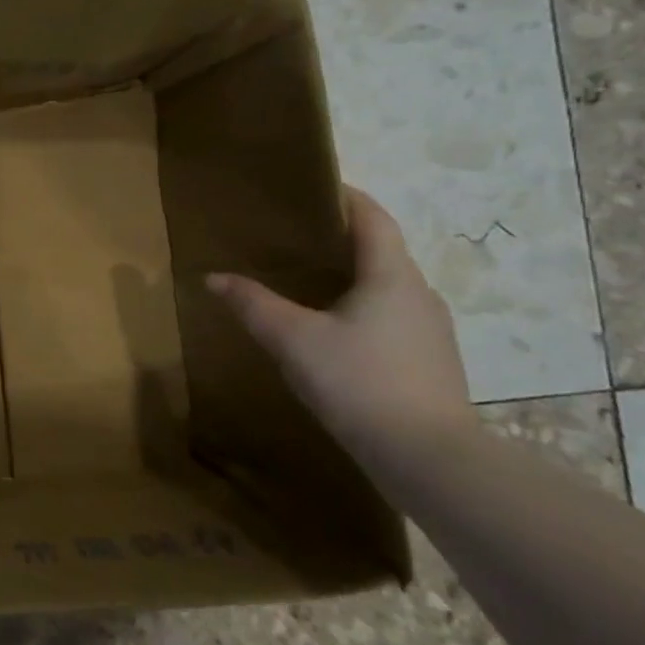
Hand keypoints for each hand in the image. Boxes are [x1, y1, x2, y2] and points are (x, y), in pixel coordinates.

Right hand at [206, 187, 472, 445]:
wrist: (429, 458)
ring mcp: (430, 330)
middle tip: (295, 235)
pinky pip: (391, 316)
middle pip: (382, 250)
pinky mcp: (429, 361)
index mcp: (392, 276)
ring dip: (352, 275)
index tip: (314, 186)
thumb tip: (214, 277)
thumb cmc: (359, 381)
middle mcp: (419, 294)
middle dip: (342, 237)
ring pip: (387, 286)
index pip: (373, 218)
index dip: (346, 196)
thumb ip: (253, 304)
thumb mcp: (293, 339)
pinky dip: (361, 306)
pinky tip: (332, 328)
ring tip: (307, 280)